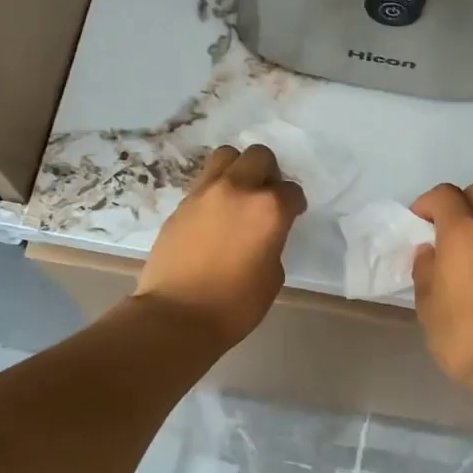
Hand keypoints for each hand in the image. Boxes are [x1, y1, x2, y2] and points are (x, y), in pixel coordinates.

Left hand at [133, 145, 305, 350]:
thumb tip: (263, 234)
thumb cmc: (235, 304)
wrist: (177, 316)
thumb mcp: (272, 276)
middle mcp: (238, 189)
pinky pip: (204, 182)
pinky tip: (214, 216)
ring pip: (226, 156)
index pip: (291, 191)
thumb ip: (273, 242)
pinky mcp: (181, 204)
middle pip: (259, 156)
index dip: (294, 205)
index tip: (292, 216)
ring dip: (238, 169)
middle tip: (266, 197)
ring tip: (238, 196)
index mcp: (269, 209)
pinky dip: (215, 191)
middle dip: (268, 172)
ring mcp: (205, 193)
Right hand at [410, 182, 472, 391]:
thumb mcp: (428, 306)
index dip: (426, 203)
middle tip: (444, 229)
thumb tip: (430, 252)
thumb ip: (425, 270)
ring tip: (469, 248)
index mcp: (463, 232)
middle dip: (459, 203)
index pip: (444, 194)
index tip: (418, 223)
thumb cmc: (464, 334)